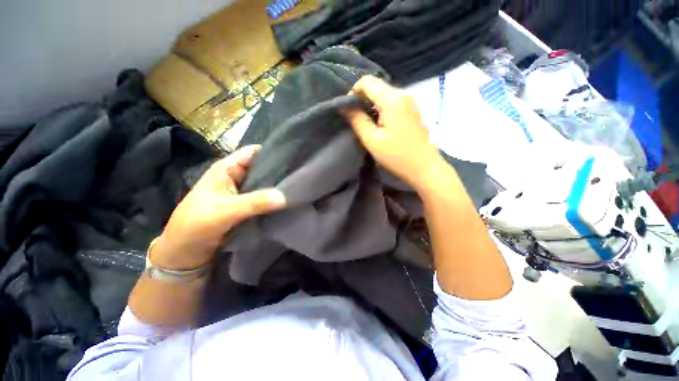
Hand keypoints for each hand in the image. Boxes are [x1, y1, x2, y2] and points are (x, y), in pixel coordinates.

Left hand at [150, 145, 285, 269]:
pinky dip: (273, 197)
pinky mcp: (245, 204)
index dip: (272, 151)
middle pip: (261, 167)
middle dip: (279, 170)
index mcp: (227, 168)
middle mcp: (235, 176)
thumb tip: (285, 196)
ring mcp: (241, 191)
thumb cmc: (197, 224)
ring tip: (297, 185)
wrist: (184, 251)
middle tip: (300, 173)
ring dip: (277, 185)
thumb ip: (255, 202)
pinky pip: (263, 197)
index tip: (294, 156)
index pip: (254, 152)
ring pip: (263, 183)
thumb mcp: (226, 211)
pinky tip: (288, 198)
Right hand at [342, 75, 442, 188]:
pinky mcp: (413, 110)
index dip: (353, 92)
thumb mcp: (372, 140)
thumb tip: (344, 106)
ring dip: (372, 105)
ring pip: (384, 94)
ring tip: (368, 124)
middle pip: (376, 86)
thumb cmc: (396, 156)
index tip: (349, 110)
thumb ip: (357, 119)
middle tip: (357, 119)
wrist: (424, 167)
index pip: (367, 81)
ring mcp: (411, 101)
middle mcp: (403, 94)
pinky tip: (381, 125)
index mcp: (392, 99)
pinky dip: (382, 109)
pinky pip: (393, 102)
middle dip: (362, 99)